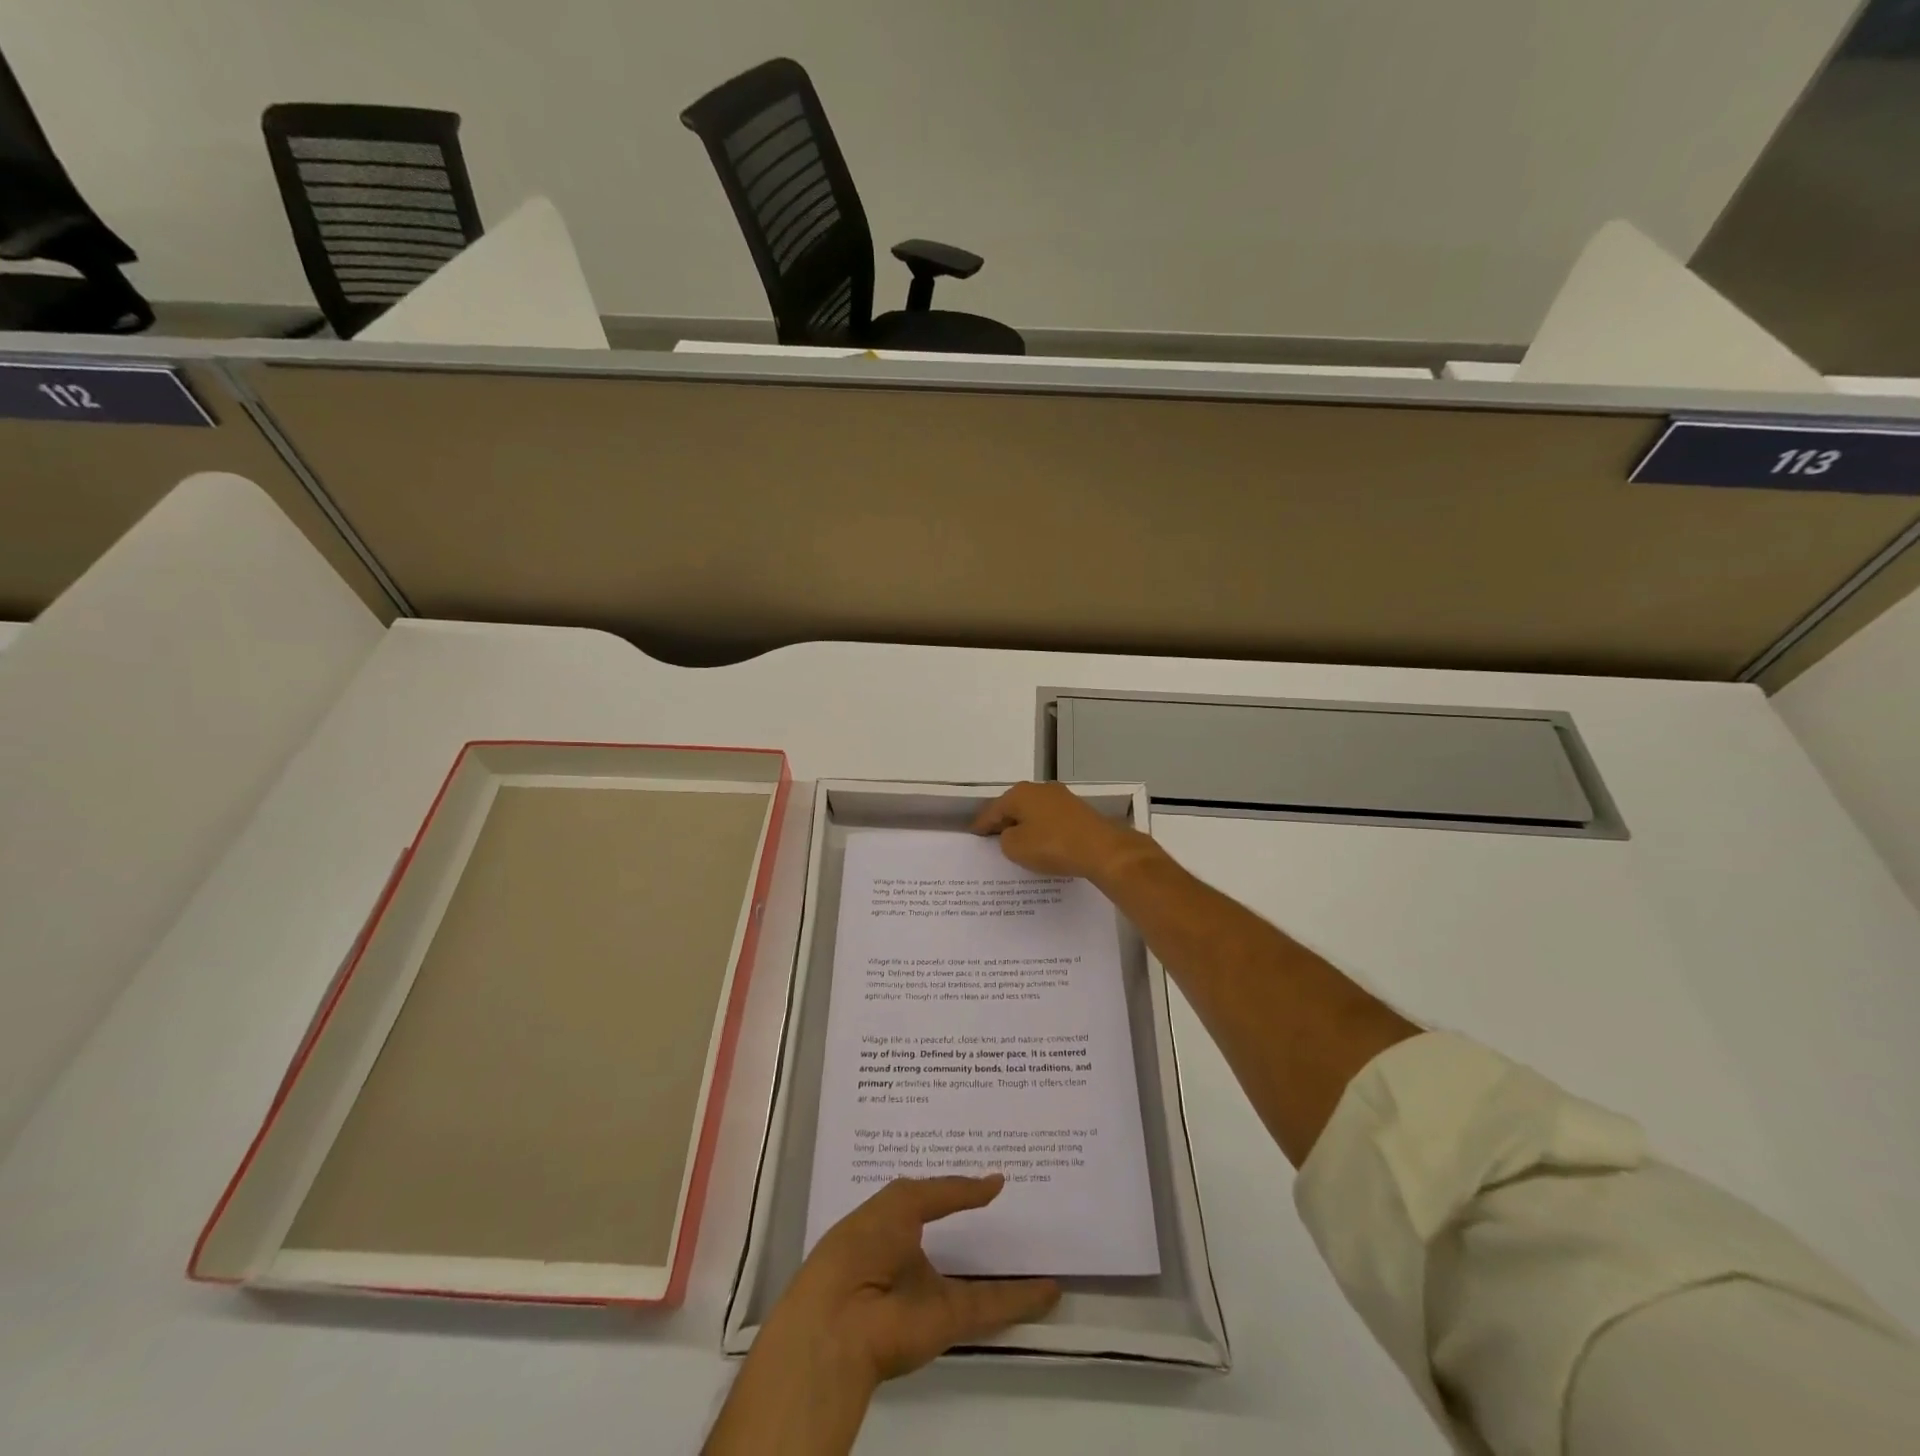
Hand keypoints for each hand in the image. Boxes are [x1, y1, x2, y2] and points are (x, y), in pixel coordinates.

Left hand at [705, 1176, 1059, 1455]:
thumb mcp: (903, 1200)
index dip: (955, 1189)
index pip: (929, 1201)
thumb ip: (950, 1190)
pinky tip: (1050, 1288)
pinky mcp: (951, 1321)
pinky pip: (991, 1305)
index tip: (987, 1175)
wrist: (842, 1318)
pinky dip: (1022, 1299)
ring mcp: (932, 1292)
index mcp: (891, 1226)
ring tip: (1043, 1249)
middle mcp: (912, 1259)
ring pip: (978, 1279)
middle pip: (954, 1241)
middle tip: (1022, 1208)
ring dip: (1008, 1270)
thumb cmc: (863, 1243)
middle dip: (982, 1229)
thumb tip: (994, 1182)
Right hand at [971, 781, 1159, 883]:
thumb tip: (1012, 834)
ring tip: (1017, 844)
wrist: (1101, 849)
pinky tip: (1042, 844)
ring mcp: (1061, 798)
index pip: (992, 810)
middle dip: (1003, 822)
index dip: (981, 825)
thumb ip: (1005, 839)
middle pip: (1014, 807)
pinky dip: (1042, 830)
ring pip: (1034, 812)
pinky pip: (1050, 820)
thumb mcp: (1016, 847)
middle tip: (993, 840)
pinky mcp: (1078, 811)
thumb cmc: (1052, 845)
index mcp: (1020, 793)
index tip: (974, 835)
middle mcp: (1040, 789)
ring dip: (1025, 826)